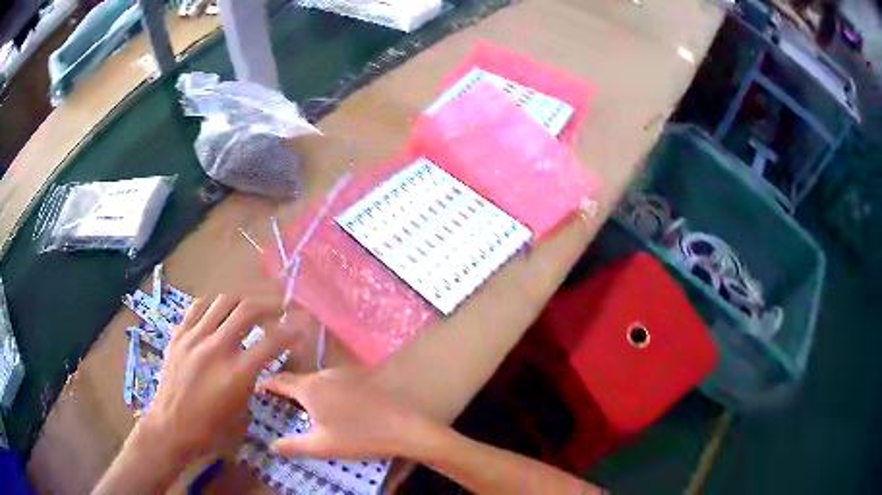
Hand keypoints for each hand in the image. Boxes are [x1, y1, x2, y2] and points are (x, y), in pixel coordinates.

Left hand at [139, 295, 295, 459]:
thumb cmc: (210, 428)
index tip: (303, 323)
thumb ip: (252, 380)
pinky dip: (216, 301)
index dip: (292, 329)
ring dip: (245, 297)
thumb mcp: (241, 410)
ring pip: (224, 300)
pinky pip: (199, 306)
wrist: (171, 426)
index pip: (271, 341)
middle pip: (248, 310)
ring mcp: (194, 337)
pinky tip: (223, 305)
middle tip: (283, 303)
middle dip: (271, 302)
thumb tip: (261, 360)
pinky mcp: (179, 334)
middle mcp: (216, 348)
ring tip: (255, 300)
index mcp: (236, 374)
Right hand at [260, 370, 431, 458]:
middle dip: (287, 392)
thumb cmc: (359, 437)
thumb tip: (271, 445)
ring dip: (308, 392)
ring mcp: (344, 374)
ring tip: (305, 411)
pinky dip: (325, 392)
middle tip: (280, 407)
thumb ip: (292, 445)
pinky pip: (334, 382)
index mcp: (310, 388)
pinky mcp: (361, 378)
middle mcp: (324, 375)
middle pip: (298, 380)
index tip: (258, 391)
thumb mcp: (321, 446)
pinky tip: (334, 408)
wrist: (405, 426)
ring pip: (317, 381)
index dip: (266, 385)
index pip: (279, 380)